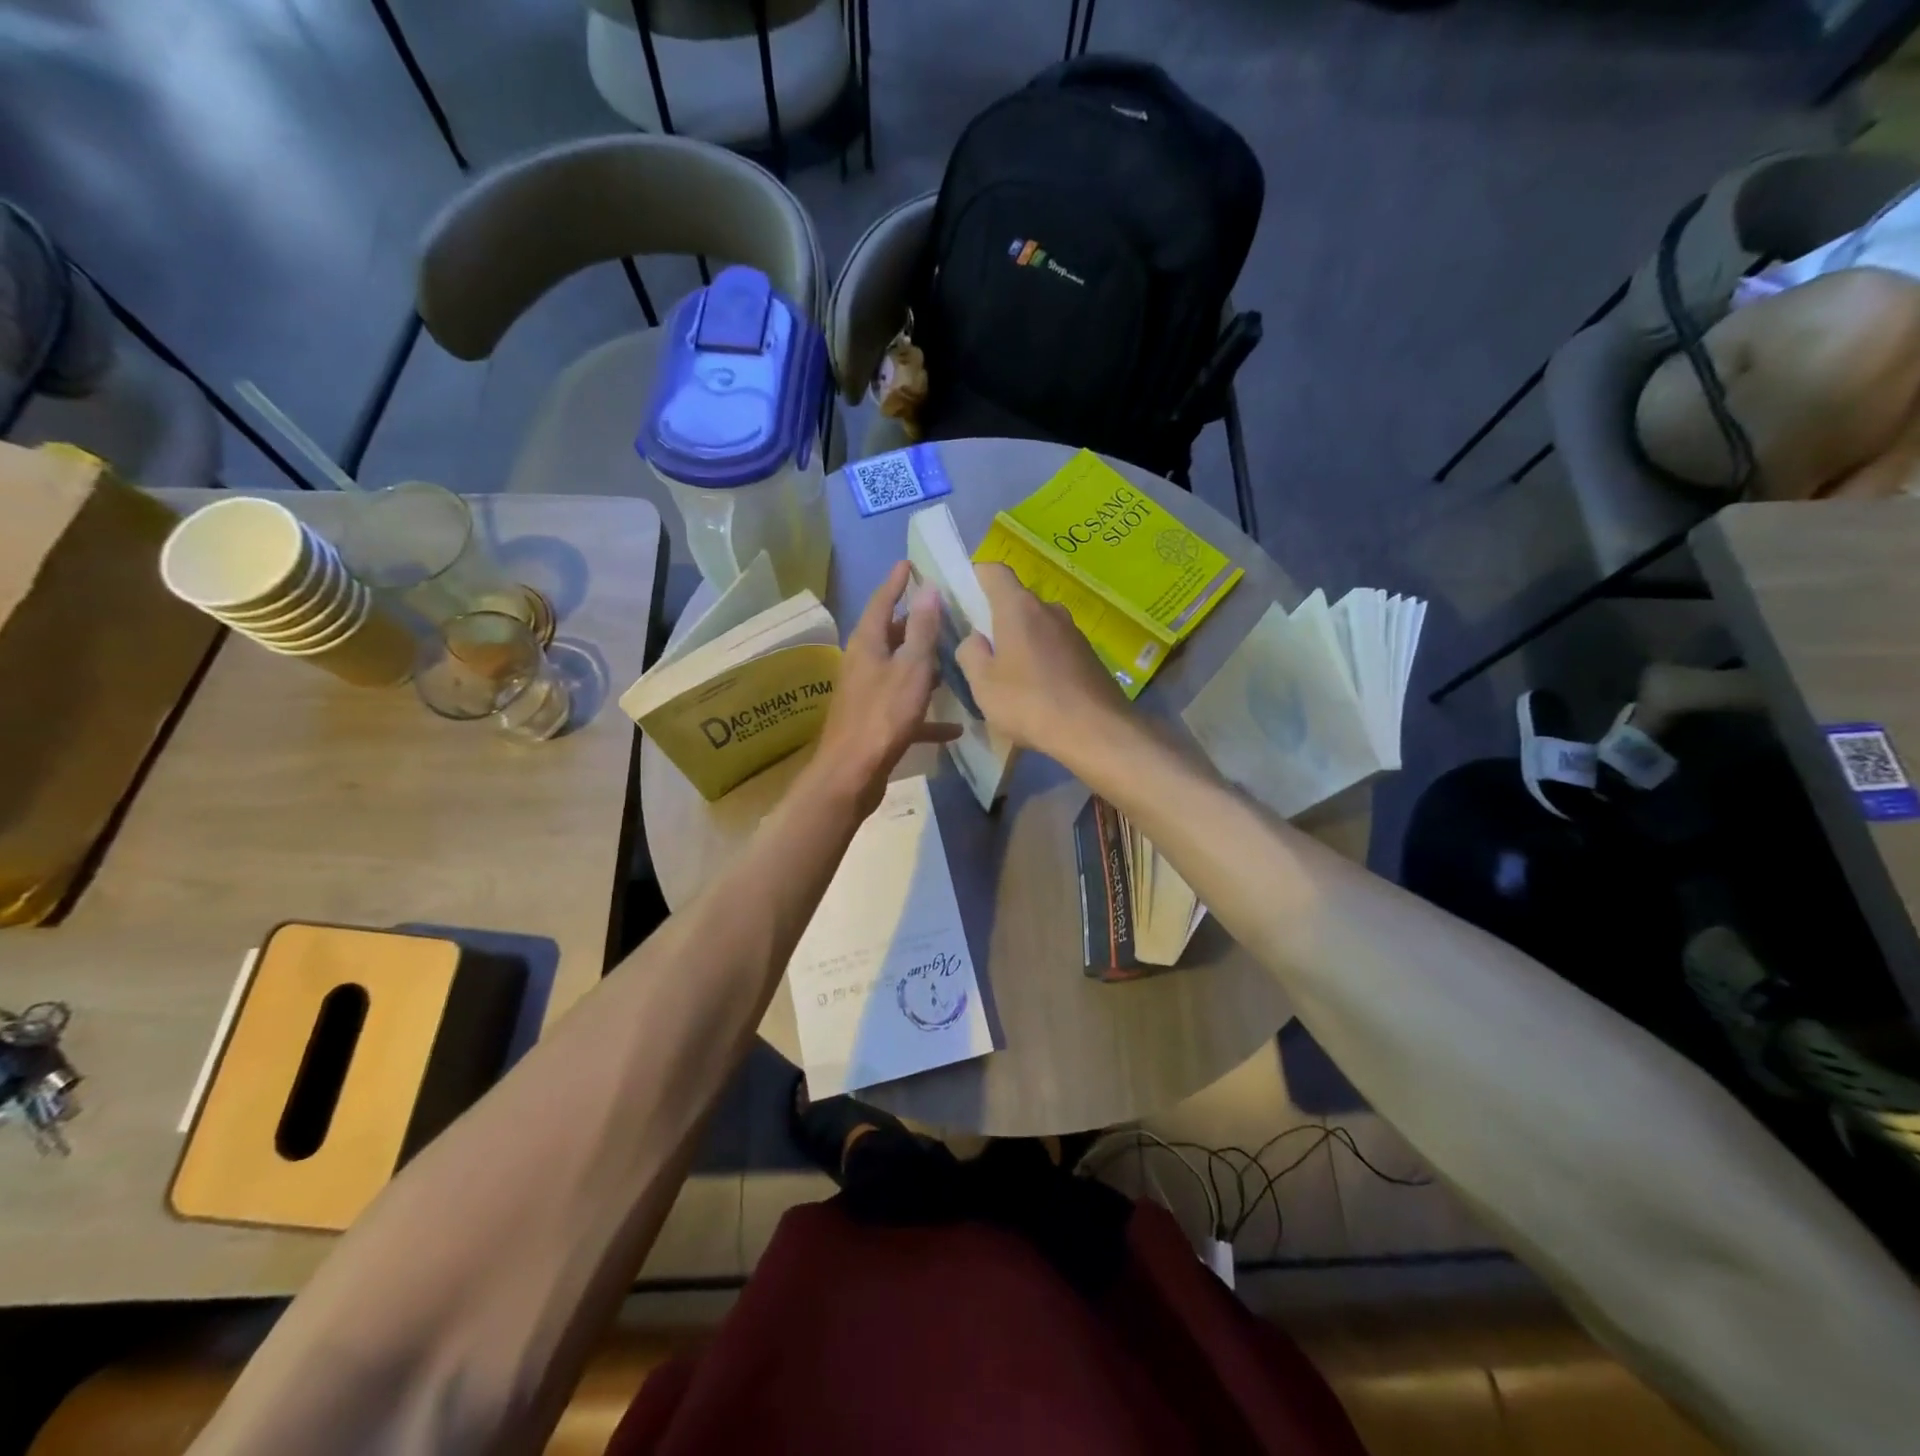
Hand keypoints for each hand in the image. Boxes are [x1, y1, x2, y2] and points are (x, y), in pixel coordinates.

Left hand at [811, 561, 960, 814]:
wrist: (852, 773)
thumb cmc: (884, 715)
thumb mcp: (912, 667)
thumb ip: (923, 630)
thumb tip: (928, 589)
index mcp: (867, 643)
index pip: (881, 601)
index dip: (896, 582)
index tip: (908, 563)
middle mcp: (863, 664)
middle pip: (890, 635)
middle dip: (914, 624)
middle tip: (942, 612)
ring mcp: (868, 694)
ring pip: (899, 671)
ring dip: (923, 666)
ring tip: (953, 660)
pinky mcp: (876, 723)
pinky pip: (906, 710)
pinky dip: (927, 713)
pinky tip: (954, 727)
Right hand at [955, 563, 1131, 759]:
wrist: (1096, 730)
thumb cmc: (1029, 703)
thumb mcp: (982, 684)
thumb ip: (970, 653)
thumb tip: (975, 639)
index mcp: (1018, 607)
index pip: (994, 571)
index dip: (976, 577)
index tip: (963, 598)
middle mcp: (1049, 609)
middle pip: (1017, 601)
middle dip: (997, 618)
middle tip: (982, 650)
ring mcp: (1073, 631)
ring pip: (1038, 626)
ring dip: (1022, 642)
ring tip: (1010, 676)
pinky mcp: (1089, 654)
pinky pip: (1056, 647)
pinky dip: (1043, 659)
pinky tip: (1038, 690)